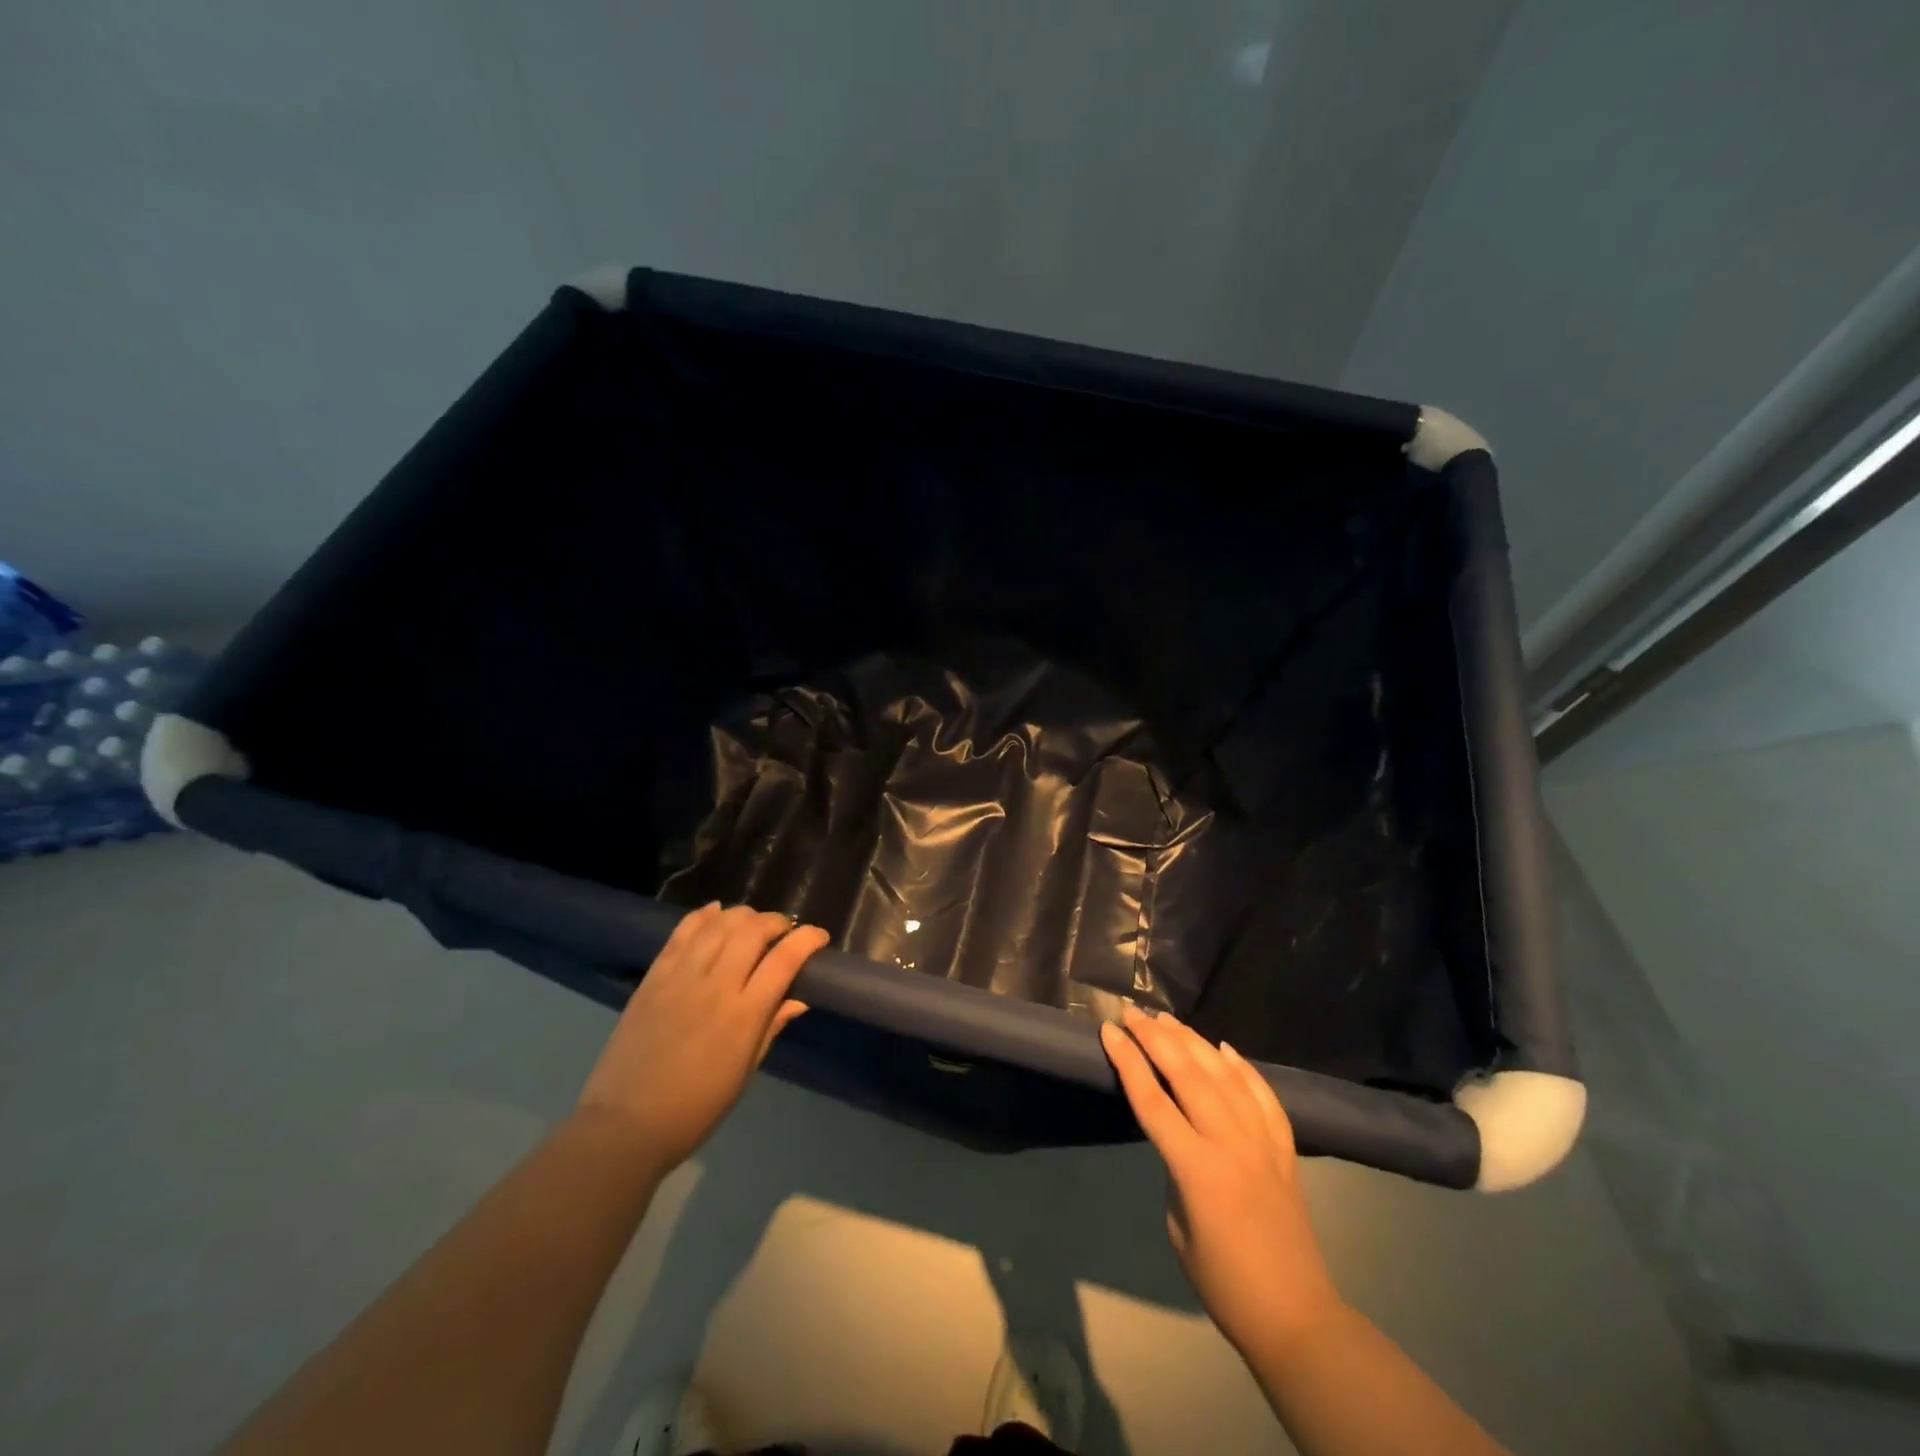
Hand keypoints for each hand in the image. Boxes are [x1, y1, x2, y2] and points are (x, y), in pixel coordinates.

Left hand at [577, 903, 828, 1173]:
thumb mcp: (745, 1073)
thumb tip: (798, 999)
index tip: (818, 937)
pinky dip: (703, 915)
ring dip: (743, 915)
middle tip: (784, 930)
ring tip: (752, 923)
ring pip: (719, 924)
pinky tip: (716, 911)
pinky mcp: (654, 977)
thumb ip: (771, 1027)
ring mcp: (681, 977)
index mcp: (744, 1016)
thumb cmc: (696, 1108)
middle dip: (776, 922)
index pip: (785, 959)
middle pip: (752, 931)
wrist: (625, 1124)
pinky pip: (682, 932)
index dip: (807, 939)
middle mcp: (715, 986)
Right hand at [1101, 1005, 1343, 1360]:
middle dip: (1156, 1038)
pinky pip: (1263, 1095)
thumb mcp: (1178, 1227)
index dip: (1127, 1062)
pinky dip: (1242, 1067)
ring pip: (1224, 1075)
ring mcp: (1263, 1143)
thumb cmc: (1223, 1282)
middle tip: (1132, 1013)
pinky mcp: (1285, 1149)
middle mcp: (1230, 1144)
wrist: (1295, 1316)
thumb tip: (1178, 1135)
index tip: (1108, 1031)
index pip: (1152, 1101)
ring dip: (1193, 1042)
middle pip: (1188, 1075)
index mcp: (1196, 1169)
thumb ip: (1174, 1170)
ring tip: (1167, 1019)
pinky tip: (1224, 1047)